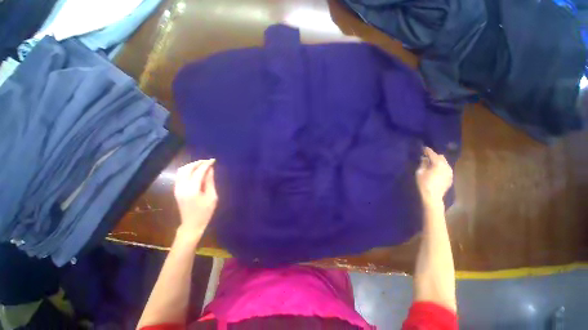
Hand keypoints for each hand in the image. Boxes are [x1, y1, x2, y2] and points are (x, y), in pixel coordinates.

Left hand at [174, 159, 217, 236]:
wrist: (191, 224)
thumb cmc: (205, 212)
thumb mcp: (212, 197)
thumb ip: (210, 182)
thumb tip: (210, 169)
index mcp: (192, 189)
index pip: (198, 172)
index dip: (206, 164)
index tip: (213, 160)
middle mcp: (181, 187)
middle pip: (187, 169)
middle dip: (198, 163)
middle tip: (208, 161)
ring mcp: (177, 188)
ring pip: (181, 171)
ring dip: (191, 165)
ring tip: (202, 164)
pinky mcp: (176, 190)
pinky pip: (180, 175)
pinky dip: (187, 170)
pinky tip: (195, 171)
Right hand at [416, 147, 452, 204]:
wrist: (432, 196)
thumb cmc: (424, 183)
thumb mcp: (420, 172)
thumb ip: (423, 163)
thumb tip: (424, 158)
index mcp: (438, 163)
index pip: (432, 154)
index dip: (427, 150)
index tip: (423, 148)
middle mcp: (446, 166)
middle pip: (441, 157)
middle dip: (434, 156)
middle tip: (427, 157)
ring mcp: (450, 172)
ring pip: (445, 163)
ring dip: (438, 162)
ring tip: (431, 164)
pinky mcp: (450, 177)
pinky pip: (446, 169)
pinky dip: (441, 168)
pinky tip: (436, 171)